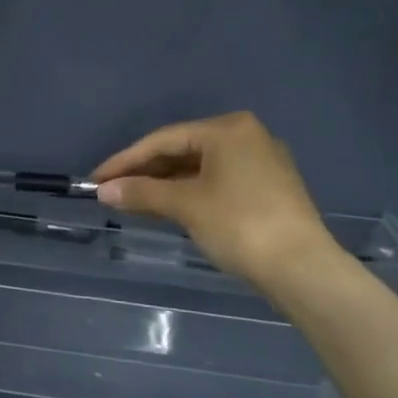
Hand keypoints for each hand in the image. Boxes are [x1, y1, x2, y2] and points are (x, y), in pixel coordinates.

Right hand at [89, 112, 335, 285]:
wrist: (301, 268)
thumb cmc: (239, 224)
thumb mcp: (185, 205)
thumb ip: (141, 192)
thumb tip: (104, 191)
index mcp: (228, 129)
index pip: (164, 139)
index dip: (125, 160)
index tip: (96, 179)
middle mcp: (246, 136)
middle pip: (182, 150)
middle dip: (145, 171)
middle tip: (112, 191)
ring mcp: (261, 162)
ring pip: (199, 167)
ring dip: (164, 183)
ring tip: (132, 200)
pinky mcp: (267, 188)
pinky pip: (216, 181)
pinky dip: (188, 192)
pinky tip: (167, 206)